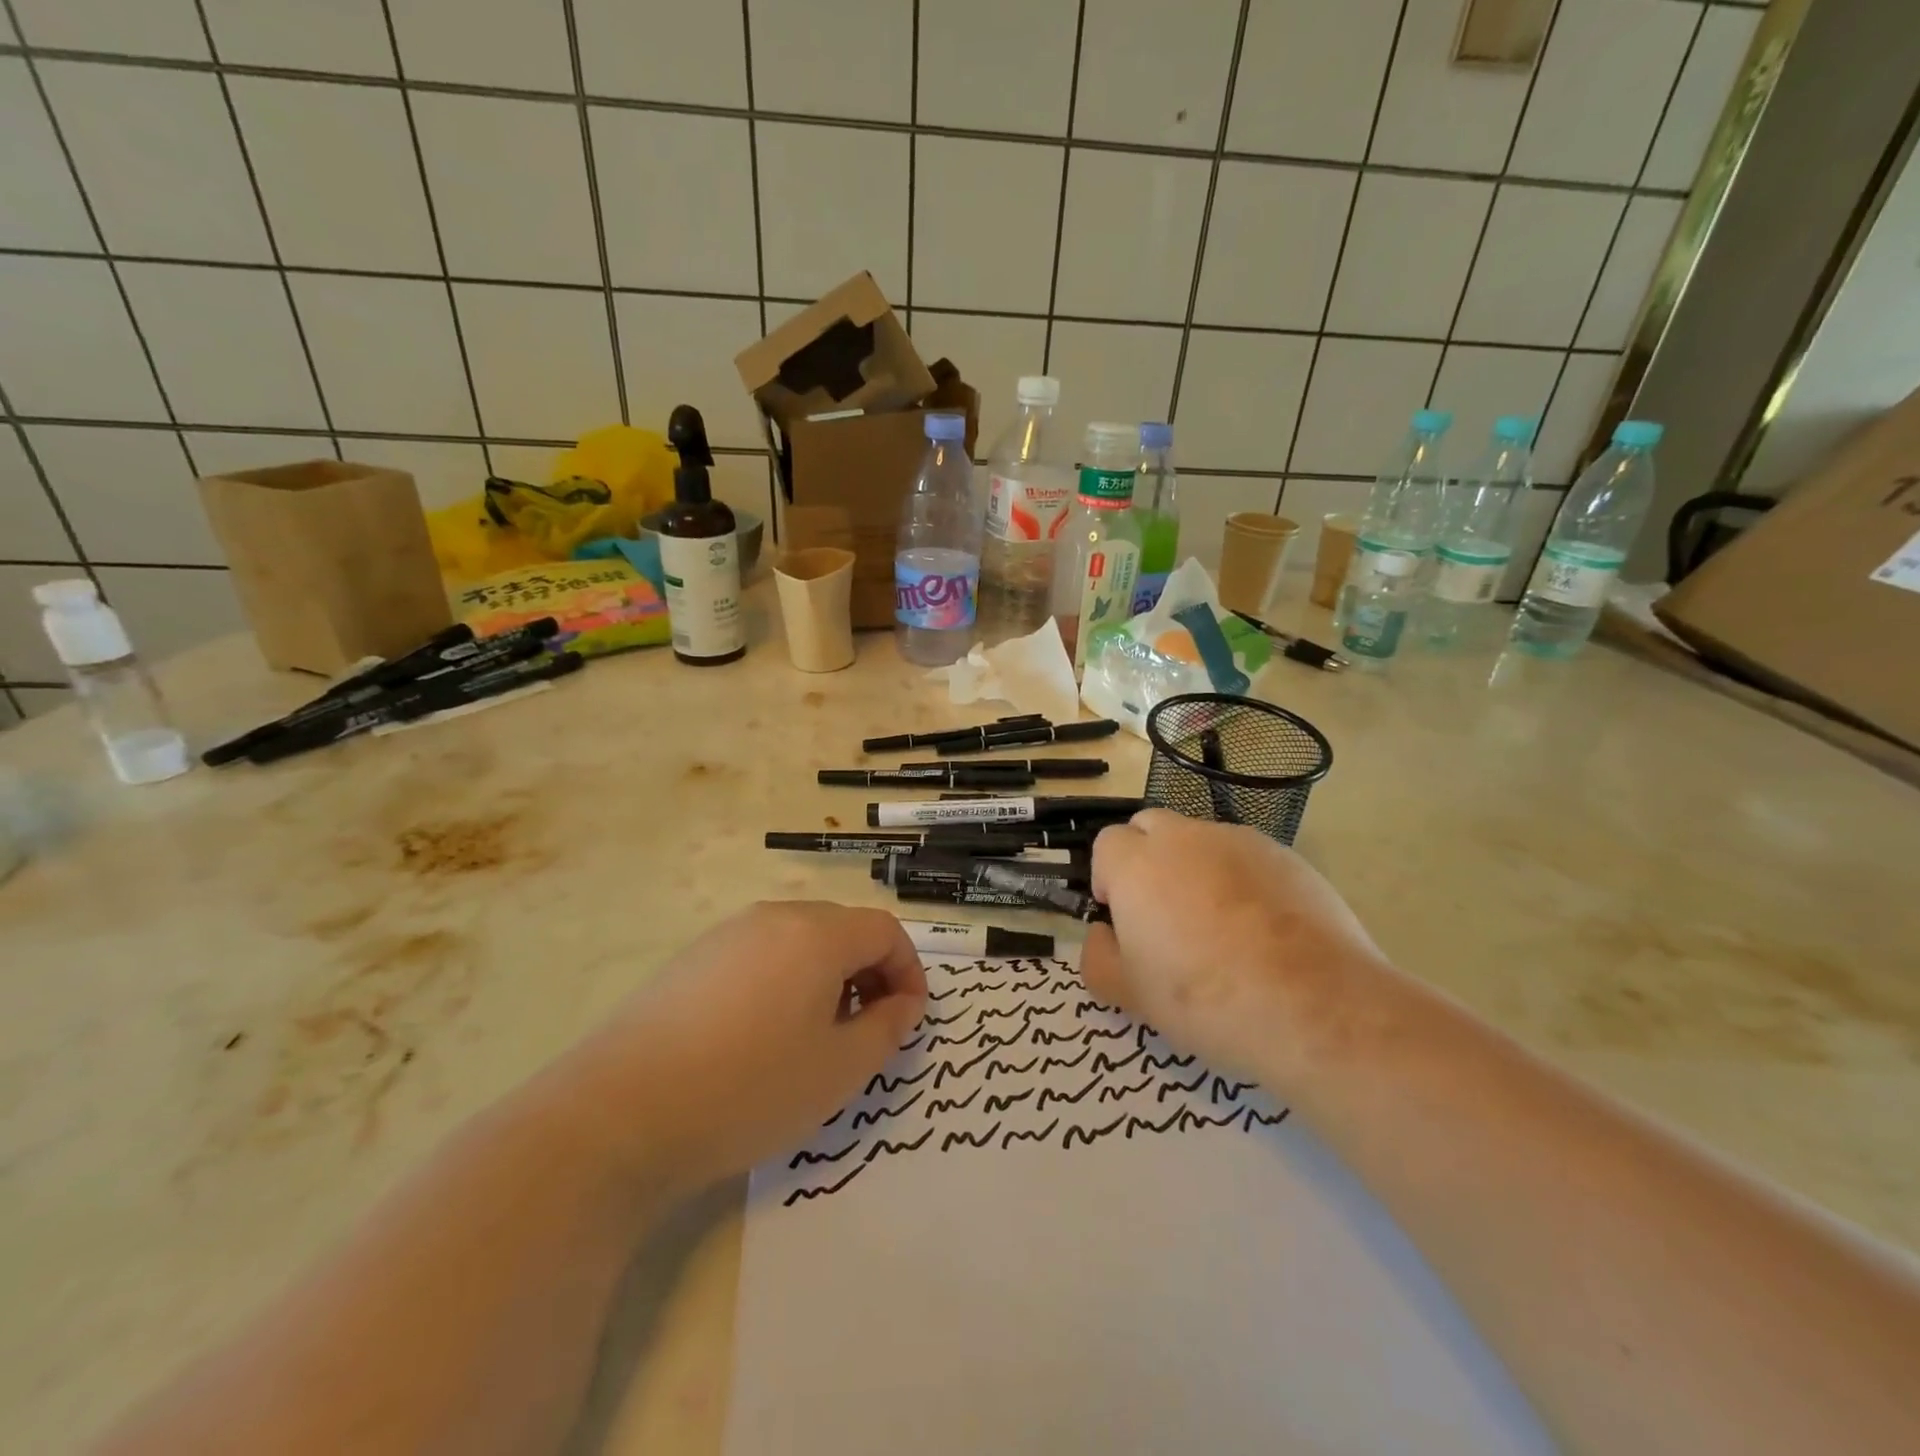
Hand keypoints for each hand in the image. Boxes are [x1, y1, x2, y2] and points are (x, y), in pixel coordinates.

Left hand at [565, 902, 925, 1194]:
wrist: (619, 1114)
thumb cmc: (748, 1088)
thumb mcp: (838, 1070)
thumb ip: (886, 1029)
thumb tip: (902, 1004)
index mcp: (816, 934)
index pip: (884, 930)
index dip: (908, 970)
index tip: (908, 1019)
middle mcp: (773, 918)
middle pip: (842, 929)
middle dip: (869, 973)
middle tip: (867, 1029)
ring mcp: (726, 935)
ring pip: (799, 941)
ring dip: (826, 977)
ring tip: (816, 1036)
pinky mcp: (692, 959)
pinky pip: (759, 955)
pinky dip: (784, 981)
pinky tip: (761, 1036)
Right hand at [1080, 810, 1391, 1086]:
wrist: (1312, 1005)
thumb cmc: (1205, 1000)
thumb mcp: (1130, 994)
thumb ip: (1098, 956)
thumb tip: (1104, 933)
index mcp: (1137, 863)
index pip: (1107, 843)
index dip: (1108, 877)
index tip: (1121, 917)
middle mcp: (1185, 838)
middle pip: (1151, 826)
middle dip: (1146, 857)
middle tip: (1162, 911)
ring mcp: (1240, 841)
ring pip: (1201, 840)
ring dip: (1194, 866)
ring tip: (1218, 924)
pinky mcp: (1287, 856)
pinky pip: (1246, 857)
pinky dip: (1241, 879)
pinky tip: (1261, 929)